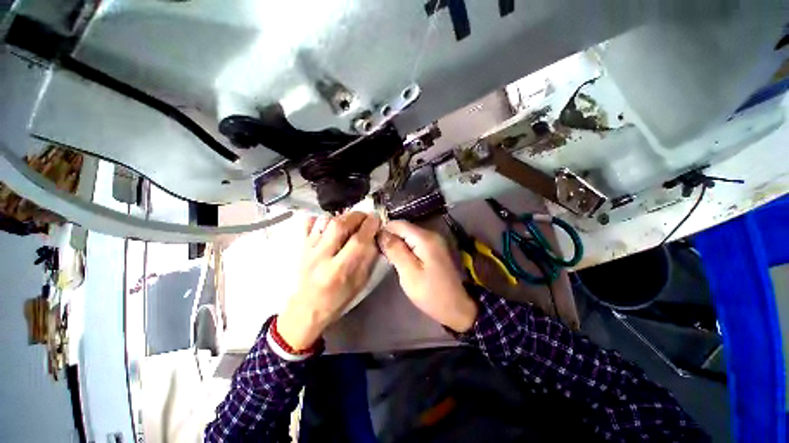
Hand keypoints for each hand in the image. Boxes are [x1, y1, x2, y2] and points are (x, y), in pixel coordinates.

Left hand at [277, 212, 380, 349]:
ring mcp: (309, 249)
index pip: (357, 241)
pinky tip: (332, 221)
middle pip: (339, 225)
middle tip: (366, 217)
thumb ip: (368, 259)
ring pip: (325, 221)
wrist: (307, 308)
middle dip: (357, 216)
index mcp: (338, 271)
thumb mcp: (360, 283)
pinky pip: (309, 223)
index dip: (370, 226)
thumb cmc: (338, 299)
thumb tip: (374, 236)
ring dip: (343, 216)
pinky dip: (322, 217)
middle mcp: (321, 257)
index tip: (377, 219)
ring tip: (352, 220)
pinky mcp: (302, 246)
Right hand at [377, 221, 477, 332]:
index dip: (384, 230)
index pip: (399, 224)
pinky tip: (400, 259)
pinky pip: (415, 242)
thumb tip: (381, 233)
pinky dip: (406, 247)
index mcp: (425, 238)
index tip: (373, 243)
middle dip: (390, 237)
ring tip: (387, 257)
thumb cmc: (430, 292)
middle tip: (379, 252)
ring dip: (397, 243)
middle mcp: (431, 234)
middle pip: (404, 228)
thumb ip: (395, 250)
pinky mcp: (435, 249)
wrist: (455, 307)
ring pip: (409, 235)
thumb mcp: (409, 273)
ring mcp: (435, 241)